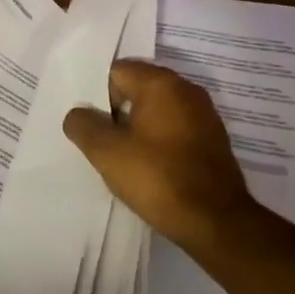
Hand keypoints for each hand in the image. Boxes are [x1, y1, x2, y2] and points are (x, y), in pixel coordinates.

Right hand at [63, 60, 264, 254]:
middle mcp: (187, 90)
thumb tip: (78, 114)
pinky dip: (159, 141)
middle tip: (102, 142)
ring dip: (138, 128)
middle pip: (138, 89)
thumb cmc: (157, 178)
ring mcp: (204, 115)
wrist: (215, 221)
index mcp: (162, 83)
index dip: (98, 96)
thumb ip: (83, 125)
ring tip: (124, 159)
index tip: (92, 126)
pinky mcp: (213, 140)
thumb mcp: (106, 153)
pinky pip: (175, 129)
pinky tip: (151, 168)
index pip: (117, 72)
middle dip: (117, 112)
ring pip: (157, 111)